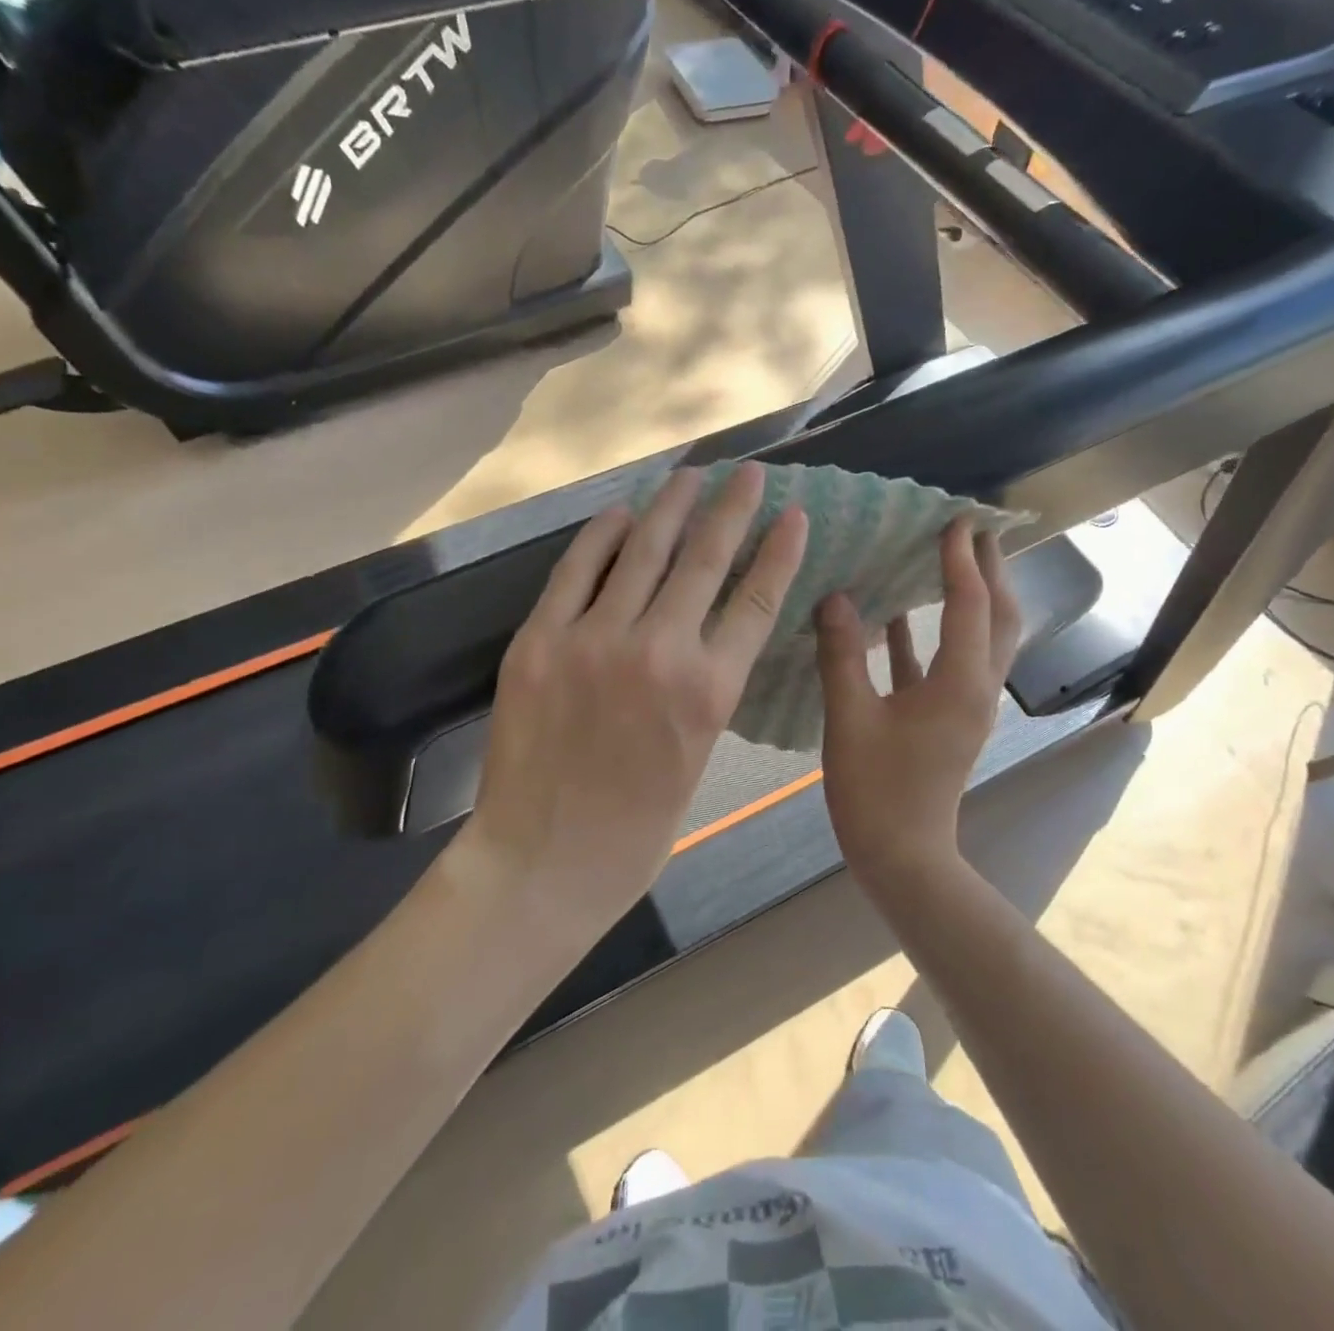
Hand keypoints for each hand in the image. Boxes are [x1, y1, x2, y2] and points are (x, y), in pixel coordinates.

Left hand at [466, 463, 807, 933]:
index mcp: (709, 691)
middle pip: (704, 558)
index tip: (793, 514)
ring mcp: (594, 639)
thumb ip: (705, 689)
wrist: (545, 861)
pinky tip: (620, 513)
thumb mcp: (697, 756)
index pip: (756, 600)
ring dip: (670, 506)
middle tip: (747, 473)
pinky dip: (601, 536)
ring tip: (689, 475)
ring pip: (642, 551)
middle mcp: (659, 650)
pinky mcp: (540, 640)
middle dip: (731, 508)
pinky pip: (576, 571)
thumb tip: (707, 633)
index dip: (778, 551)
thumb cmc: (636, 830)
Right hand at [815, 521, 1020, 888]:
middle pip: (998, 616)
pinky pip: (947, 661)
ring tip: (948, 558)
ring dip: (971, 596)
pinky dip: (931, 633)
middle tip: (972, 529)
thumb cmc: (876, 789)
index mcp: (959, 682)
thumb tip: (835, 598)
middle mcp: (975, 686)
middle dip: (989, 569)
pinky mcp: (948, 717)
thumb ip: (842, 654)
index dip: (962, 560)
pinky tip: (897, 615)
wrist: (901, 856)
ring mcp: (965, 703)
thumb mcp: (850, 717)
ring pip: (979, 637)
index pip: (970, 604)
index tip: (955, 519)